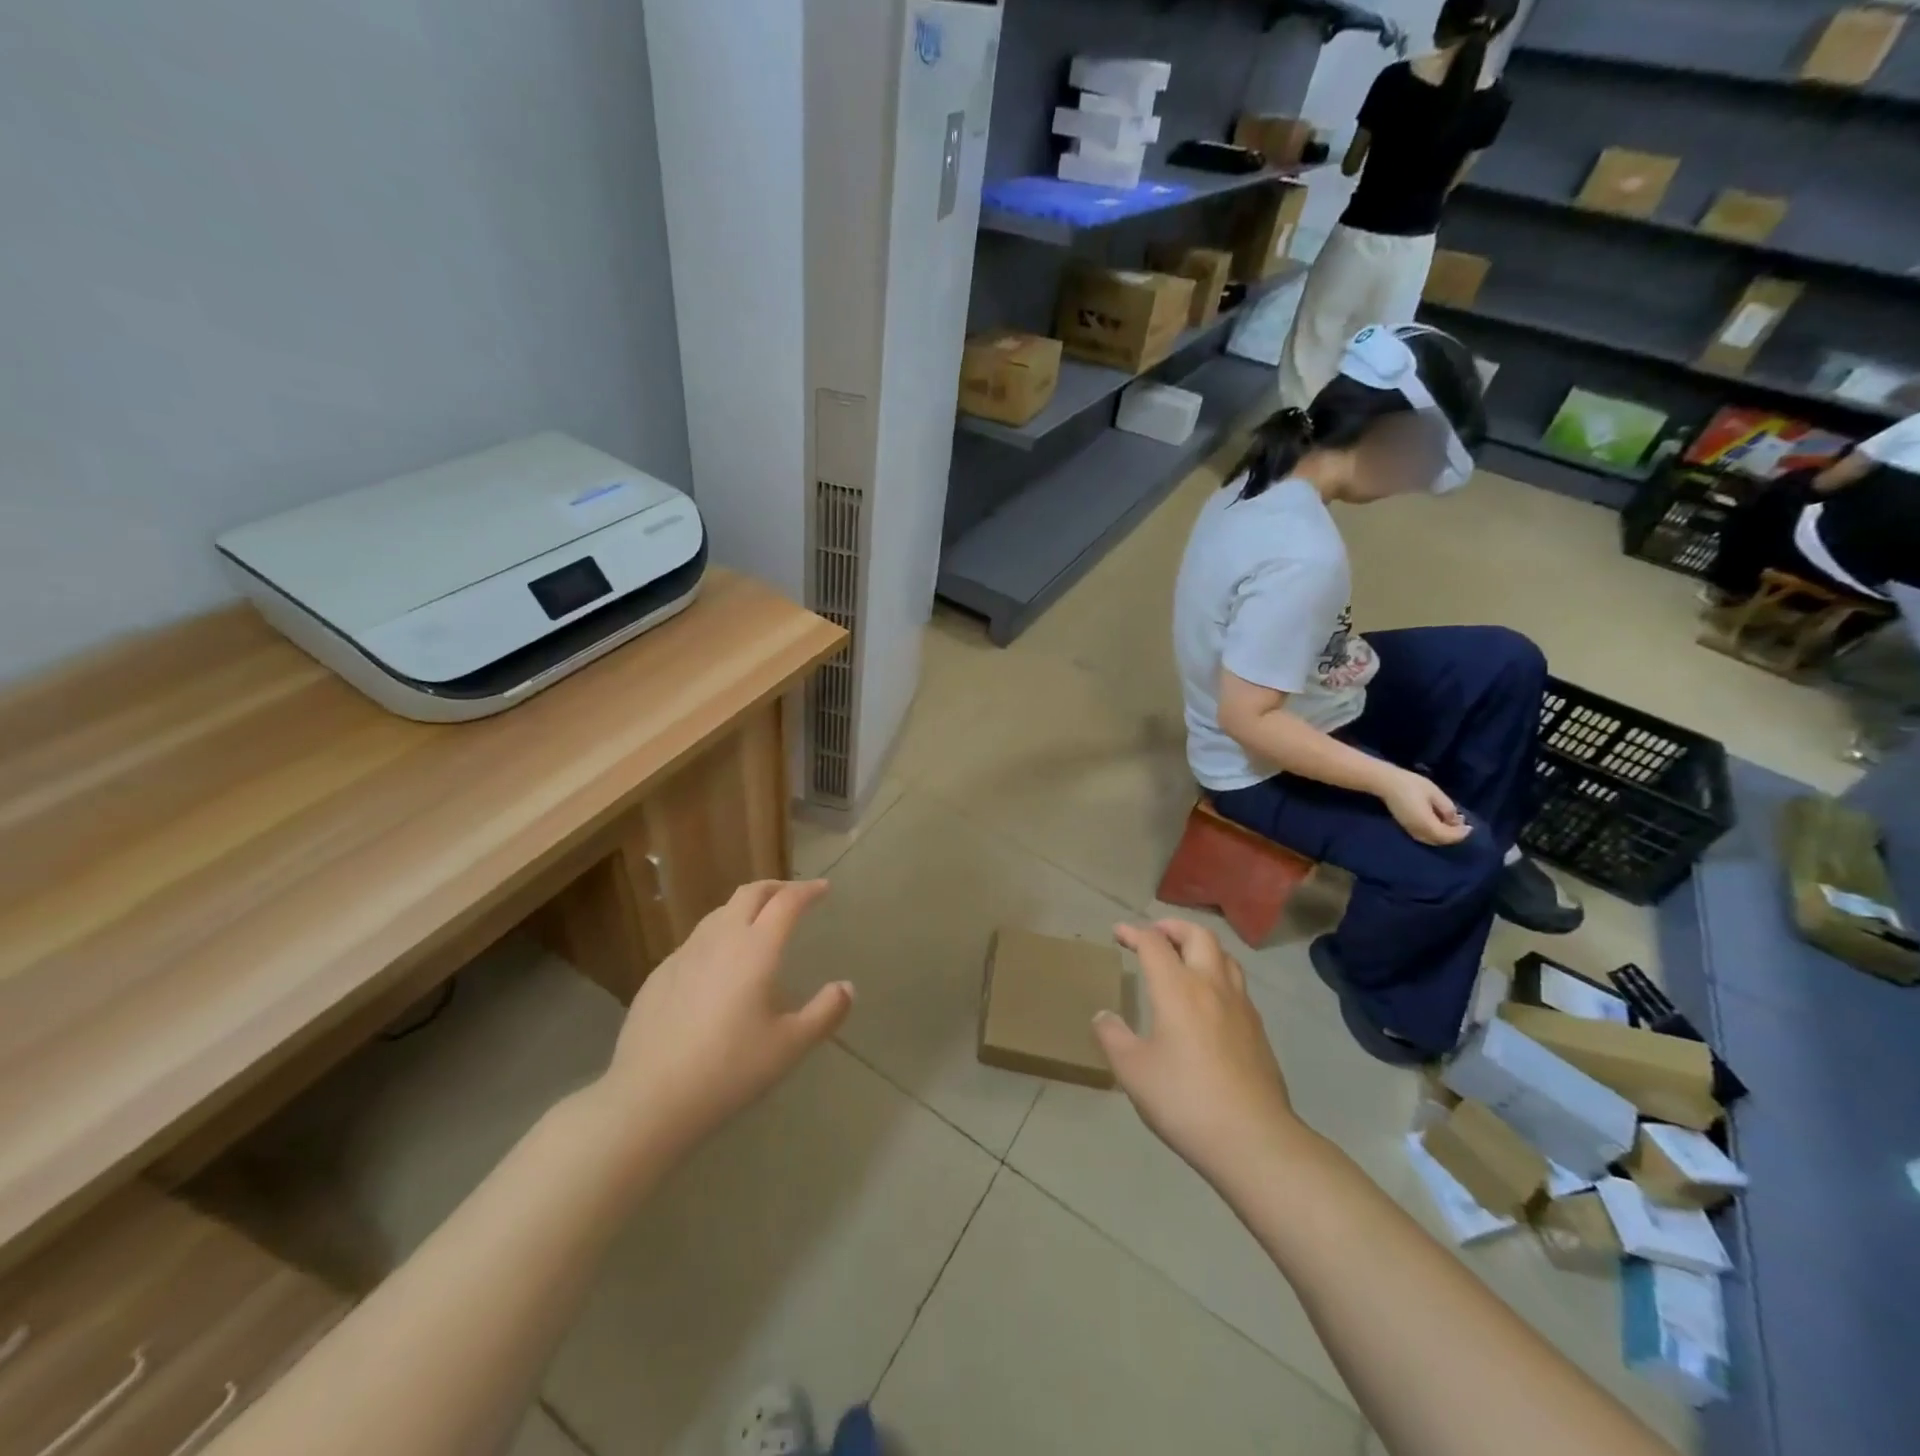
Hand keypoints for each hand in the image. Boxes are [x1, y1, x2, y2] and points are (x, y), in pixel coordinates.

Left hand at [596, 880, 850, 1159]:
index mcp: (756, 949)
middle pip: (750, 893)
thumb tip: (846, 987)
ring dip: (745, 908)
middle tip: (794, 896)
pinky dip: (718, 936)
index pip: (787, 902)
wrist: (648, 1098)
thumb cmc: (729, 1069)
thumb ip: (825, 1013)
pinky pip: (696, 941)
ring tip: (758, 924)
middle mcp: (720, 939)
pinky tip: (719, 965)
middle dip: (776, 887)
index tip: (823, 888)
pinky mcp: (659, 974)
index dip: (808, 890)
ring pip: (719, 913)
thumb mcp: (790, 1046)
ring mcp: (684, 955)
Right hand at [1093, 920, 1301, 1189]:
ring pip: (1224, 955)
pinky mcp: (1257, 1029)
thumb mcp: (1133, 1071)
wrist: (1253, 1139)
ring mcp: (1240, 1006)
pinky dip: (1217, 973)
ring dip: (1200, 946)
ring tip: (1184, 958)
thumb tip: (1103, 1016)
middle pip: (1197, 935)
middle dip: (1173, 927)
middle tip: (1154, 934)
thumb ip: (1113, 1037)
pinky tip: (1208, 999)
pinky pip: (1236, 983)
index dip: (1133, 933)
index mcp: (1177, 988)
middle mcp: (1211, 985)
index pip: (1154, 944)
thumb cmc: (1184, 1100)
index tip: (1119, 933)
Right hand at [1380, 769, 1470, 846]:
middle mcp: (1418, 831)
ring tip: (1452, 826)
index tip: (1470, 827)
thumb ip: (1447, 809)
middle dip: (1453, 836)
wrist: (1386, 783)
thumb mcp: (1435, 793)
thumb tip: (1454, 820)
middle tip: (1462, 827)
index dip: (1460, 833)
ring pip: (1431, 840)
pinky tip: (1438, 825)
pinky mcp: (1405, 826)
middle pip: (1439, 840)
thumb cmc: (1412, 785)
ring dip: (1443, 836)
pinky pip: (1423, 836)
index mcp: (1426, 823)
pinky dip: (1434, 835)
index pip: (1447, 835)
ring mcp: (1410, 830)